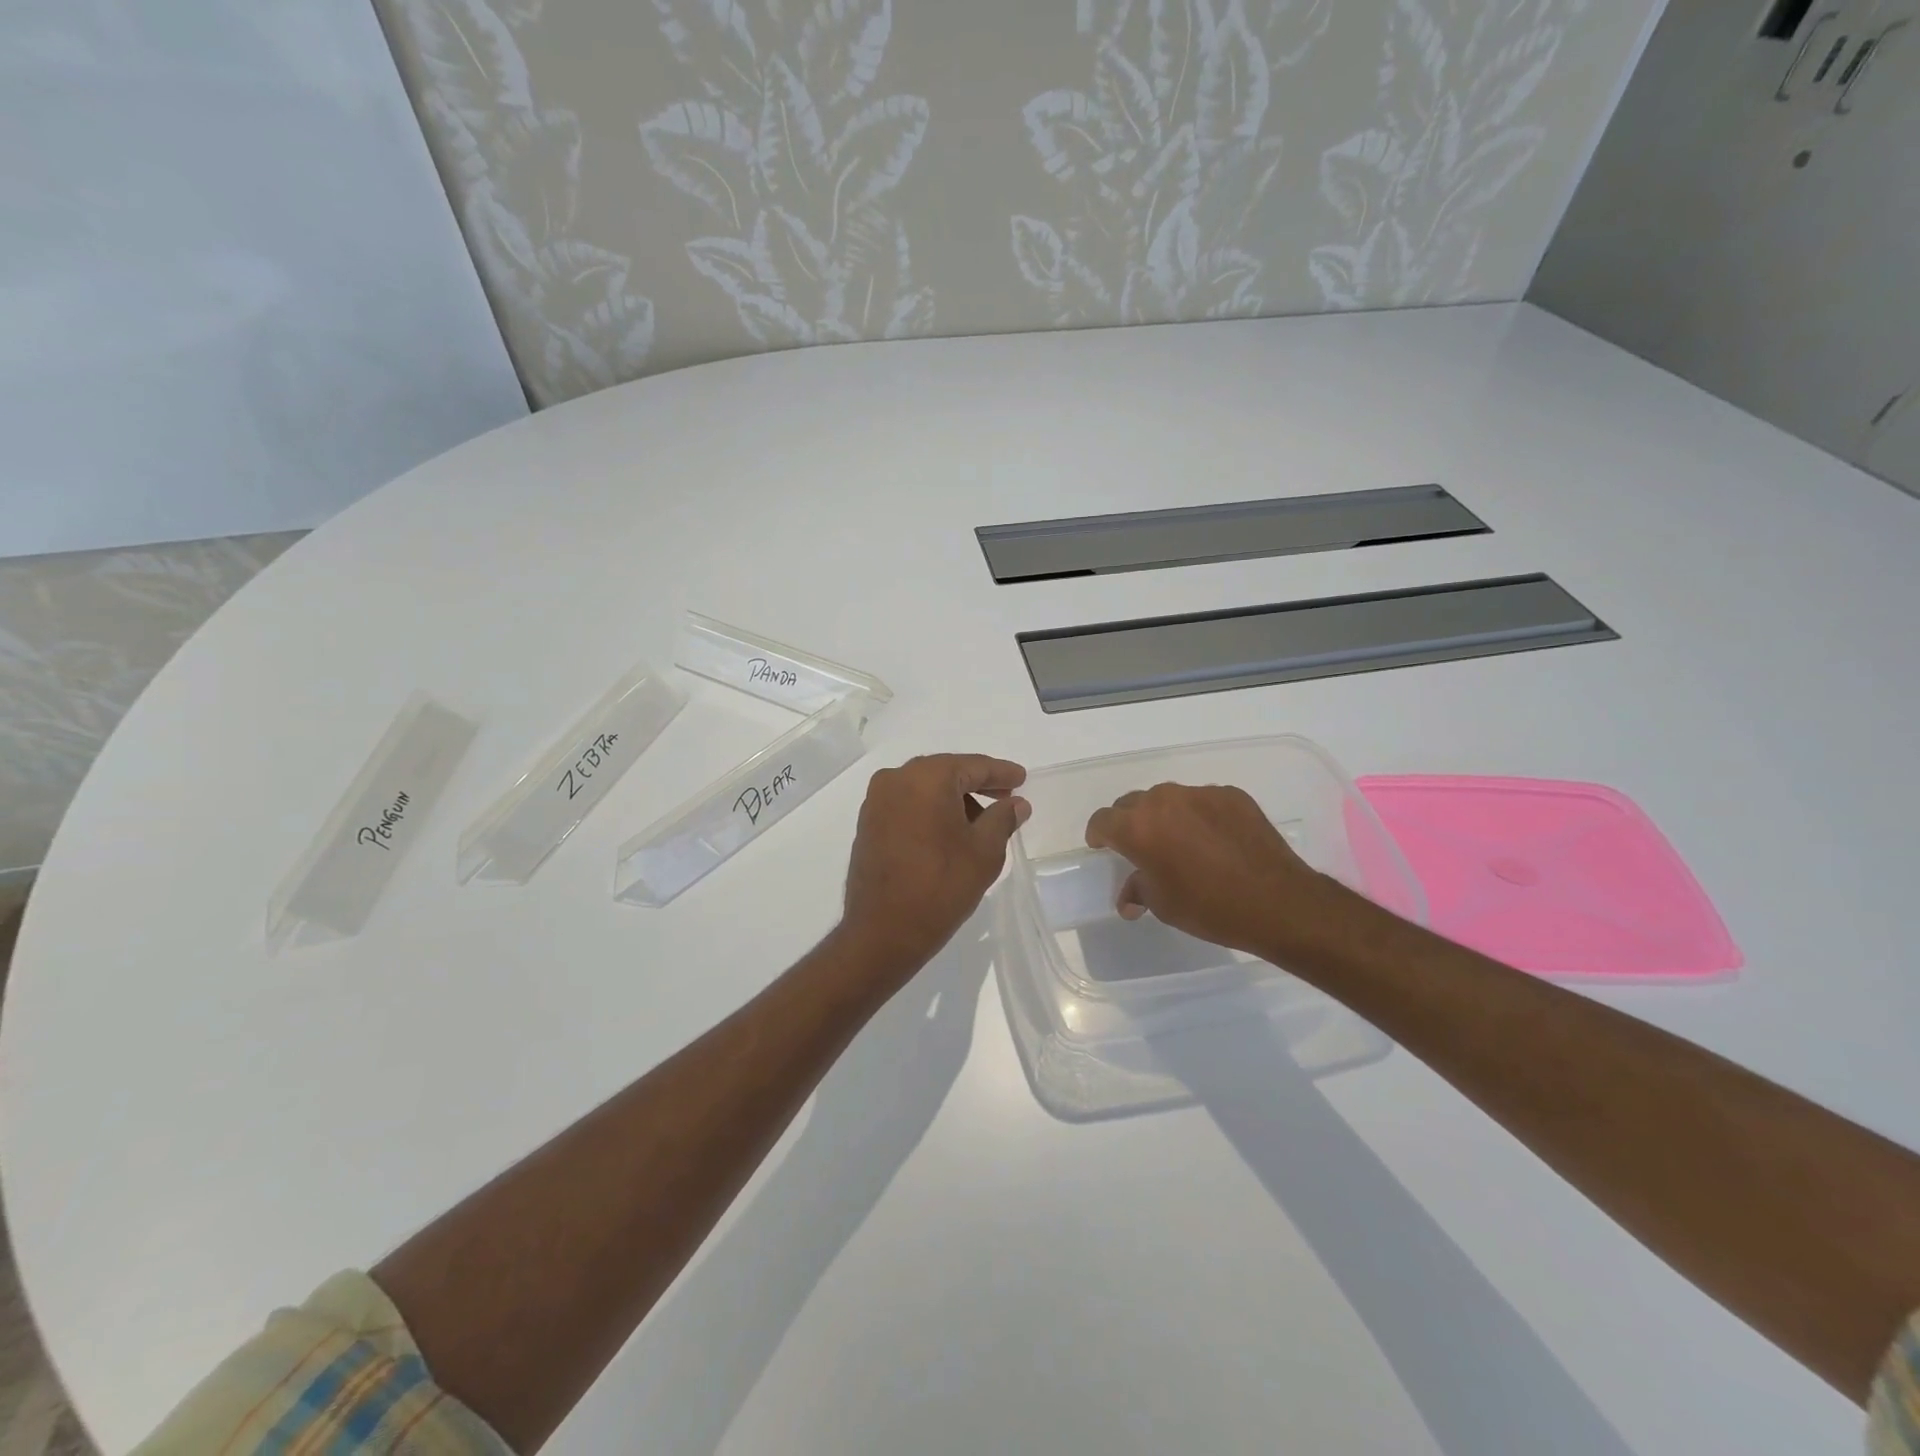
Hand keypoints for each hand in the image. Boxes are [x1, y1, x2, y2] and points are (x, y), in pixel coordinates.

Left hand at [839, 754, 1028, 984]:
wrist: (883, 931)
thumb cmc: (941, 886)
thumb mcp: (985, 851)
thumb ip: (1003, 819)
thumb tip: (1016, 804)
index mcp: (926, 777)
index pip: (973, 766)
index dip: (1001, 773)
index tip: (1021, 778)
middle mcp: (896, 779)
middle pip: (946, 773)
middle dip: (977, 784)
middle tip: (1006, 798)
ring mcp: (877, 801)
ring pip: (925, 789)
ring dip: (953, 800)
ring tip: (981, 822)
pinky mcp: (868, 824)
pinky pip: (907, 805)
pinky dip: (930, 811)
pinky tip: (949, 831)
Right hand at [1084, 782, 1339, 956]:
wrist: (1277, 902)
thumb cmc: (1209, 908)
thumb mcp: (1164, 905)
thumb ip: (1138, 890)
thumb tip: (1128, 897)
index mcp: (1138, 827)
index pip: (1103, 820)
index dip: (1098, 834)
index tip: (1102, 846)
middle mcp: (1164, 801)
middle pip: (1133, 804)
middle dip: (1130, 822)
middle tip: (1141, 847)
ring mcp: (1200, 794)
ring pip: (1169, 799)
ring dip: (1166, 817)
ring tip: (1181, 842)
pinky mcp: (1231, 795)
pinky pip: (1203, 801)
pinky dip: (1200, 816)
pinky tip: (1215, 840)